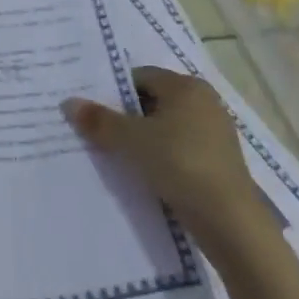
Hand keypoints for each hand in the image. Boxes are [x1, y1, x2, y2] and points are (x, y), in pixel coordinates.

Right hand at [62, 67, 264, 245]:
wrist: (230, 221)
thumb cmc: (179, 164)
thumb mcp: (131, 141)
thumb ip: (99, 121)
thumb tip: (68, 103)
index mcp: (186, 86)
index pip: (140, 77)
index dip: (115, 93)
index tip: (96, 114)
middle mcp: (205, 101)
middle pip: (154, 100)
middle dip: (129, 117)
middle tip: (102, 135)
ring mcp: (216, 132)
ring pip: (168, 126)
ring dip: (146, 139)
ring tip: (122, 157)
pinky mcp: (221, 161)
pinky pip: (182, 148)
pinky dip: (165, 156)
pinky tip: (149, 174)